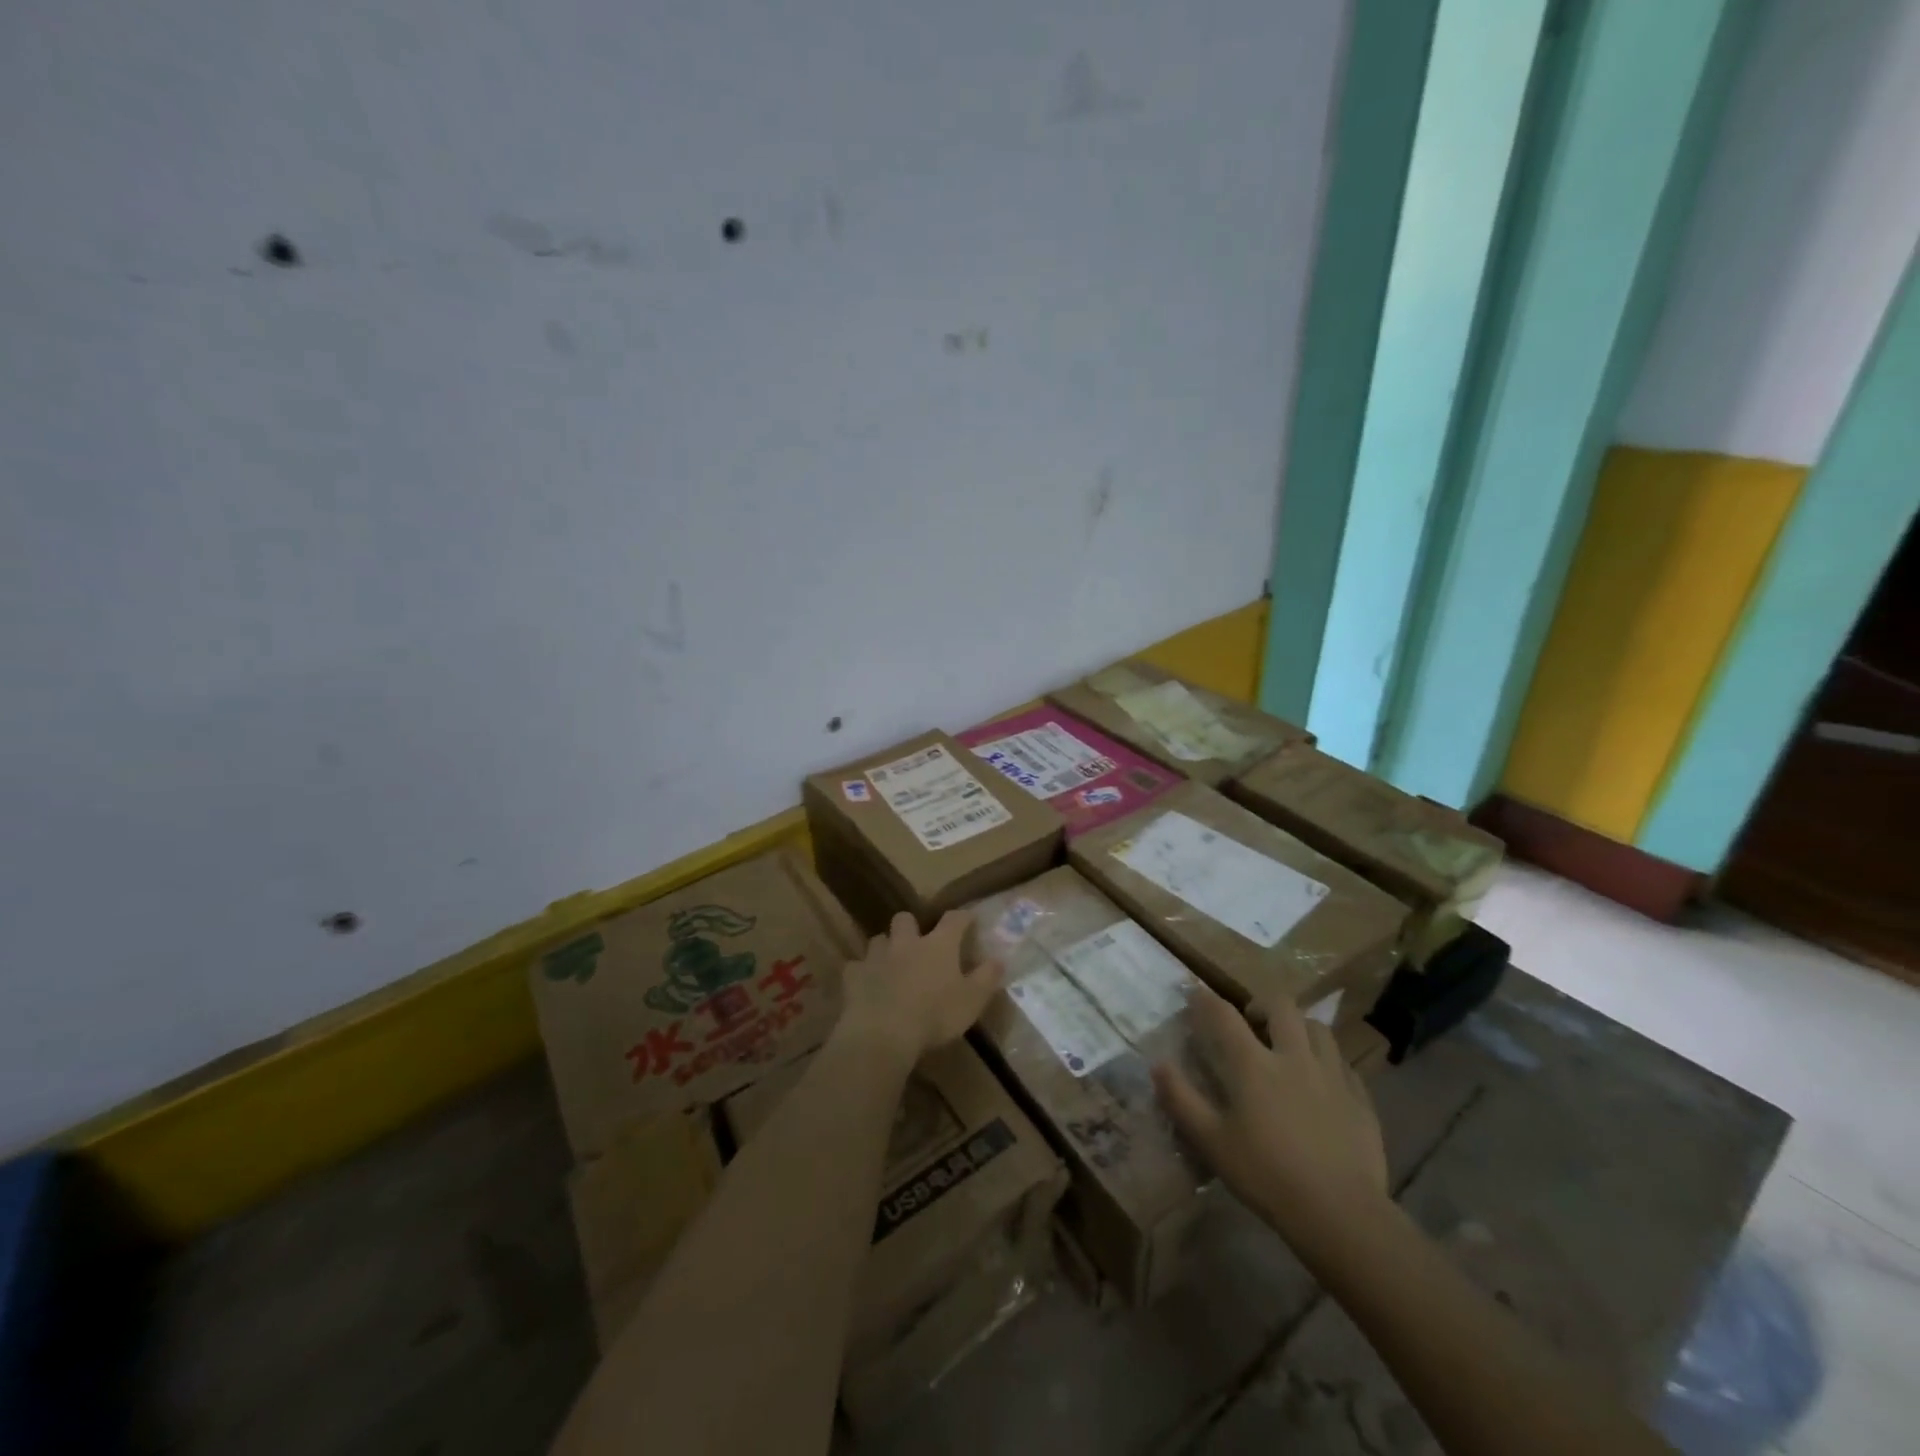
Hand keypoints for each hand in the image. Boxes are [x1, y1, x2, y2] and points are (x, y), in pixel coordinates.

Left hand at [834, 911, 1004, 1068]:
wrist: (884, 1033)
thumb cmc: (935, 1016)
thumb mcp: (972, 1001)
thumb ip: (987, 978)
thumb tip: (999, 959)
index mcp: (938, 945)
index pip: (954, 919)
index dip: (962, 917)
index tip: (968, 920)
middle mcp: (906, 942)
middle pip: (905, 919)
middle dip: (911, 926)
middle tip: (918, 943)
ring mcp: (877, 957)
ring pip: (879, 940)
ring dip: (886, 948)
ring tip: (891, 964)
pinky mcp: (854, 976)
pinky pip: (856, 967)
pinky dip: (862, 973)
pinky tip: (867, 986)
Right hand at [1153, 984, 1388, 1259]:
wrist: (1341, 1214)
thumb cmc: (1267, 1176)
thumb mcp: (1211, 1142)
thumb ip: (1181, 1100)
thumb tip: (1157, 1065)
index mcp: (1253, 1064)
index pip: (1224, 1015)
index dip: (1206, 1000)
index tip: (1196, 994)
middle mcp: (1293, 1056)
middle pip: (1280, 1006)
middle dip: (1261, 1004)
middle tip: (1251, 1020)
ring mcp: (1332, 1075)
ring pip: (1318, 1028)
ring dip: (1298, 1027)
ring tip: (1289, 1046)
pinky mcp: (1360, 1098)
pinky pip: (1343, 1063)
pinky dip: (1327, 1060)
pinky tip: (1322, 1081)